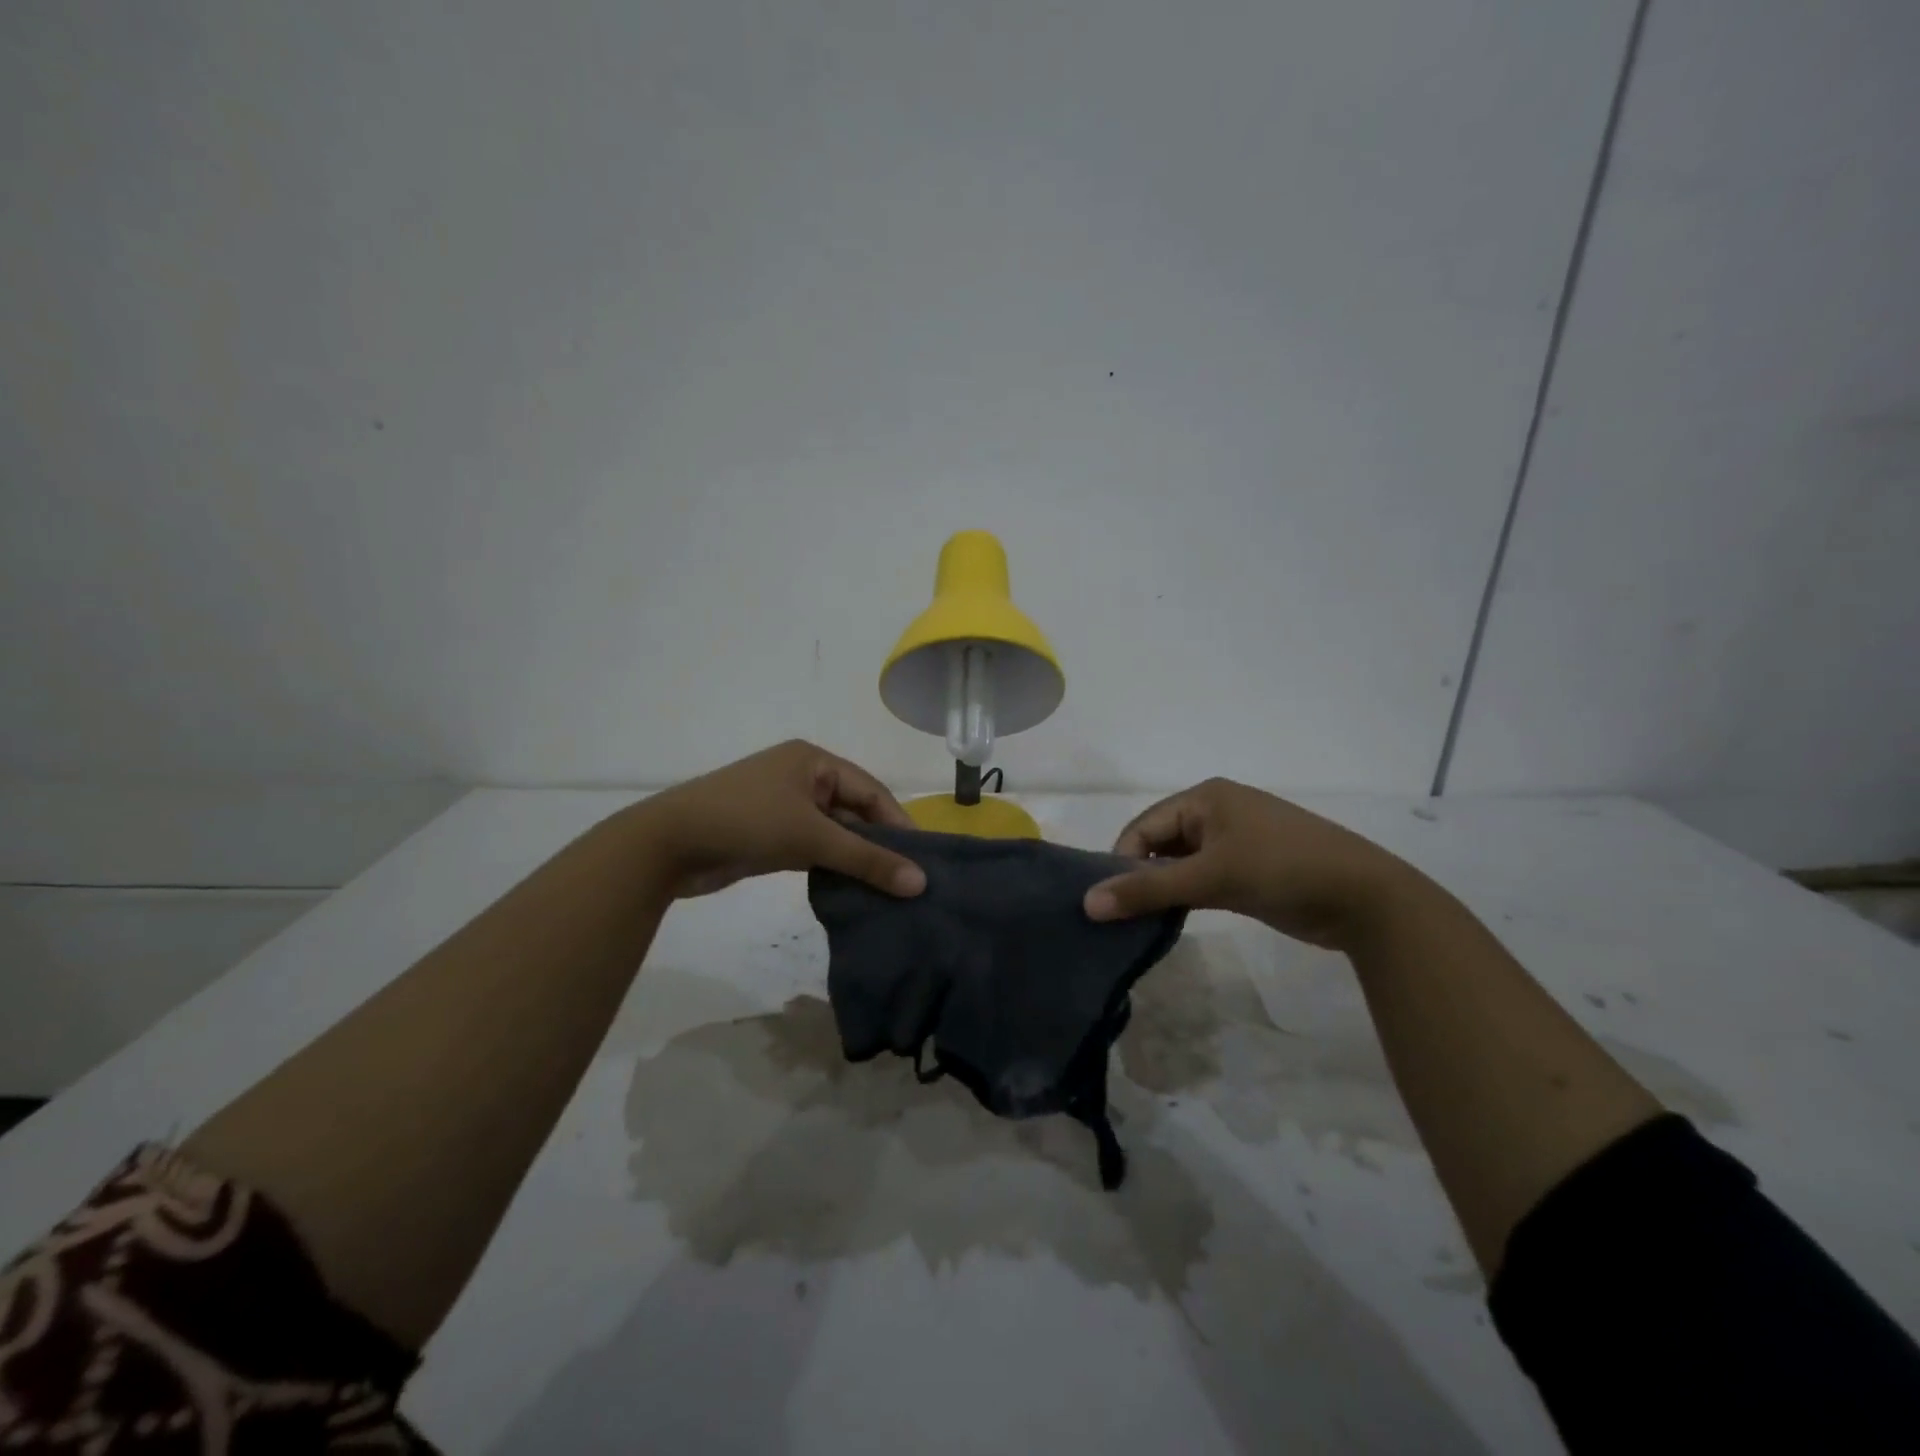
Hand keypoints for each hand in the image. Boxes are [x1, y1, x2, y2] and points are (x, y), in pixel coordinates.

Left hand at [636, 740, 927, 900]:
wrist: (666, 844)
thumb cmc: (745, 822)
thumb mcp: (810, 837)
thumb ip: (865, 859)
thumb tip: (920, 883)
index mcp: (814, 762)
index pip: (871, 791)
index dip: (898, 824)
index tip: (923, 860)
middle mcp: (802, 778)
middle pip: (854, 811)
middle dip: (878, 844)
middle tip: (909, 880)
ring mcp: (784, 807)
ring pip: (834, 833)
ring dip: (855, 858)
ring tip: (888, 890)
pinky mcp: (771, 835)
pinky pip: (814, 848)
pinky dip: (832, 866)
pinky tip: (853, 890)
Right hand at [1082, 778, 1419, 948]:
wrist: (1365, 898)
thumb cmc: (1282, 869)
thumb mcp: (1211, 877)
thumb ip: (1148, 890)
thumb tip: (1088, 903)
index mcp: (1205, 797)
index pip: (1144, 825)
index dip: (1122, 860)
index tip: (1108, 901)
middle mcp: (1216, 813)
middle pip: (1160, 843)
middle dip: (1141, 876)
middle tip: (1121, 915)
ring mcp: (1235, 842)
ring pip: (1180, 864)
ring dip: (1163, 889)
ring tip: (1142, 921)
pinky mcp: (1248, 870)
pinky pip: (1202, 878)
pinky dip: (1186, 896)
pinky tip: (1173, 920)